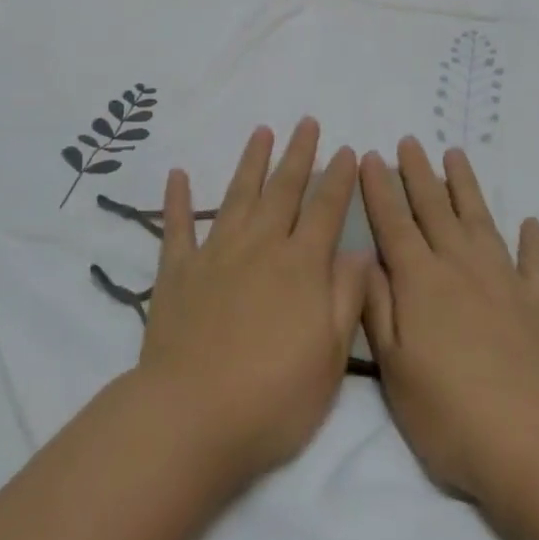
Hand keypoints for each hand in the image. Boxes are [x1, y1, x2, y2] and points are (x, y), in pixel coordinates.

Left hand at [136, 119, 370, 484]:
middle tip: (306, 121)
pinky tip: (177, 174)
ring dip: (251, 162)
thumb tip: (361, 250)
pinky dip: (177, 200)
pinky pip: (177, 227)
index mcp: (300, 266)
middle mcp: (260, 246)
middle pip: (283, 190)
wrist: (192, 418)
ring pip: (238, 196)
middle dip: (298, 154)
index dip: (338, 178)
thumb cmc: (273, 397)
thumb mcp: (330, 357)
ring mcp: (215, 254)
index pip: (326, 210)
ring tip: (261, 132)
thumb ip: (346, 297)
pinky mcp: (177, 272)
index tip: (346, 149)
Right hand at [361, 139, 538, 504]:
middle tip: (410, 140)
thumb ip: (378, 308)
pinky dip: (531, 240)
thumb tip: (364, 258)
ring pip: (480, 220)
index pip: (394, 223)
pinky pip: (535, 261)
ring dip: (466, 186)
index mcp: (421, 282)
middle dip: (418, 172)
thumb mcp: (396, 370)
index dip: (380, 188)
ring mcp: (506, 281)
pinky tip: (529, 223)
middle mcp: (461, 267)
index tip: (371, 155)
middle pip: (435, 208)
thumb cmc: (453, 417)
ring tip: (455, 155)